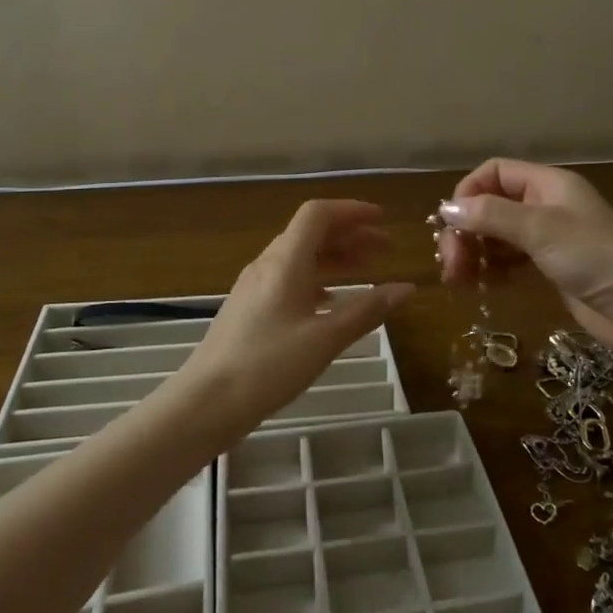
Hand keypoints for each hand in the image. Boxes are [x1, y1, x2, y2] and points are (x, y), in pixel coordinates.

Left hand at [177, 200, 414, 443]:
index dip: (352, 211)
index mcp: (285, 261)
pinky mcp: (249, 307)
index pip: (318, 214)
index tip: (383, 220)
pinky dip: (317, 279)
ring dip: (335, 257)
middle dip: (351, 234)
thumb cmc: (268, 365)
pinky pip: (289, 278)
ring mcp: (255, 285)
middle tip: (386, 248)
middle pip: (311, 232)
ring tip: (366, 270)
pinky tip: (331, 301)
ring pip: (300, 256)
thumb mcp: (325, 339)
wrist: (206, 401)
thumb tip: (406, 288)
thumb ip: (367, 310)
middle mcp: (268, 264)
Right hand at [435, 159, 612, 355]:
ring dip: (474, 253)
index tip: (450, 223)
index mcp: (547, 184)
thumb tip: (445, 209)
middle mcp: (546, 206)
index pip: (495, 172)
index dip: (468, 192)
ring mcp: (549, 239)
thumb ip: (491, 215)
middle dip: (466, 231)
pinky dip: (491, 270)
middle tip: (450, 264)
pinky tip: (480, 286)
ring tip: (458, 280)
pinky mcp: (551, 269)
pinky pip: (510, 261)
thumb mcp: (540, 229)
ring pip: (498, 236)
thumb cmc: (594, 258)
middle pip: (491, 206)